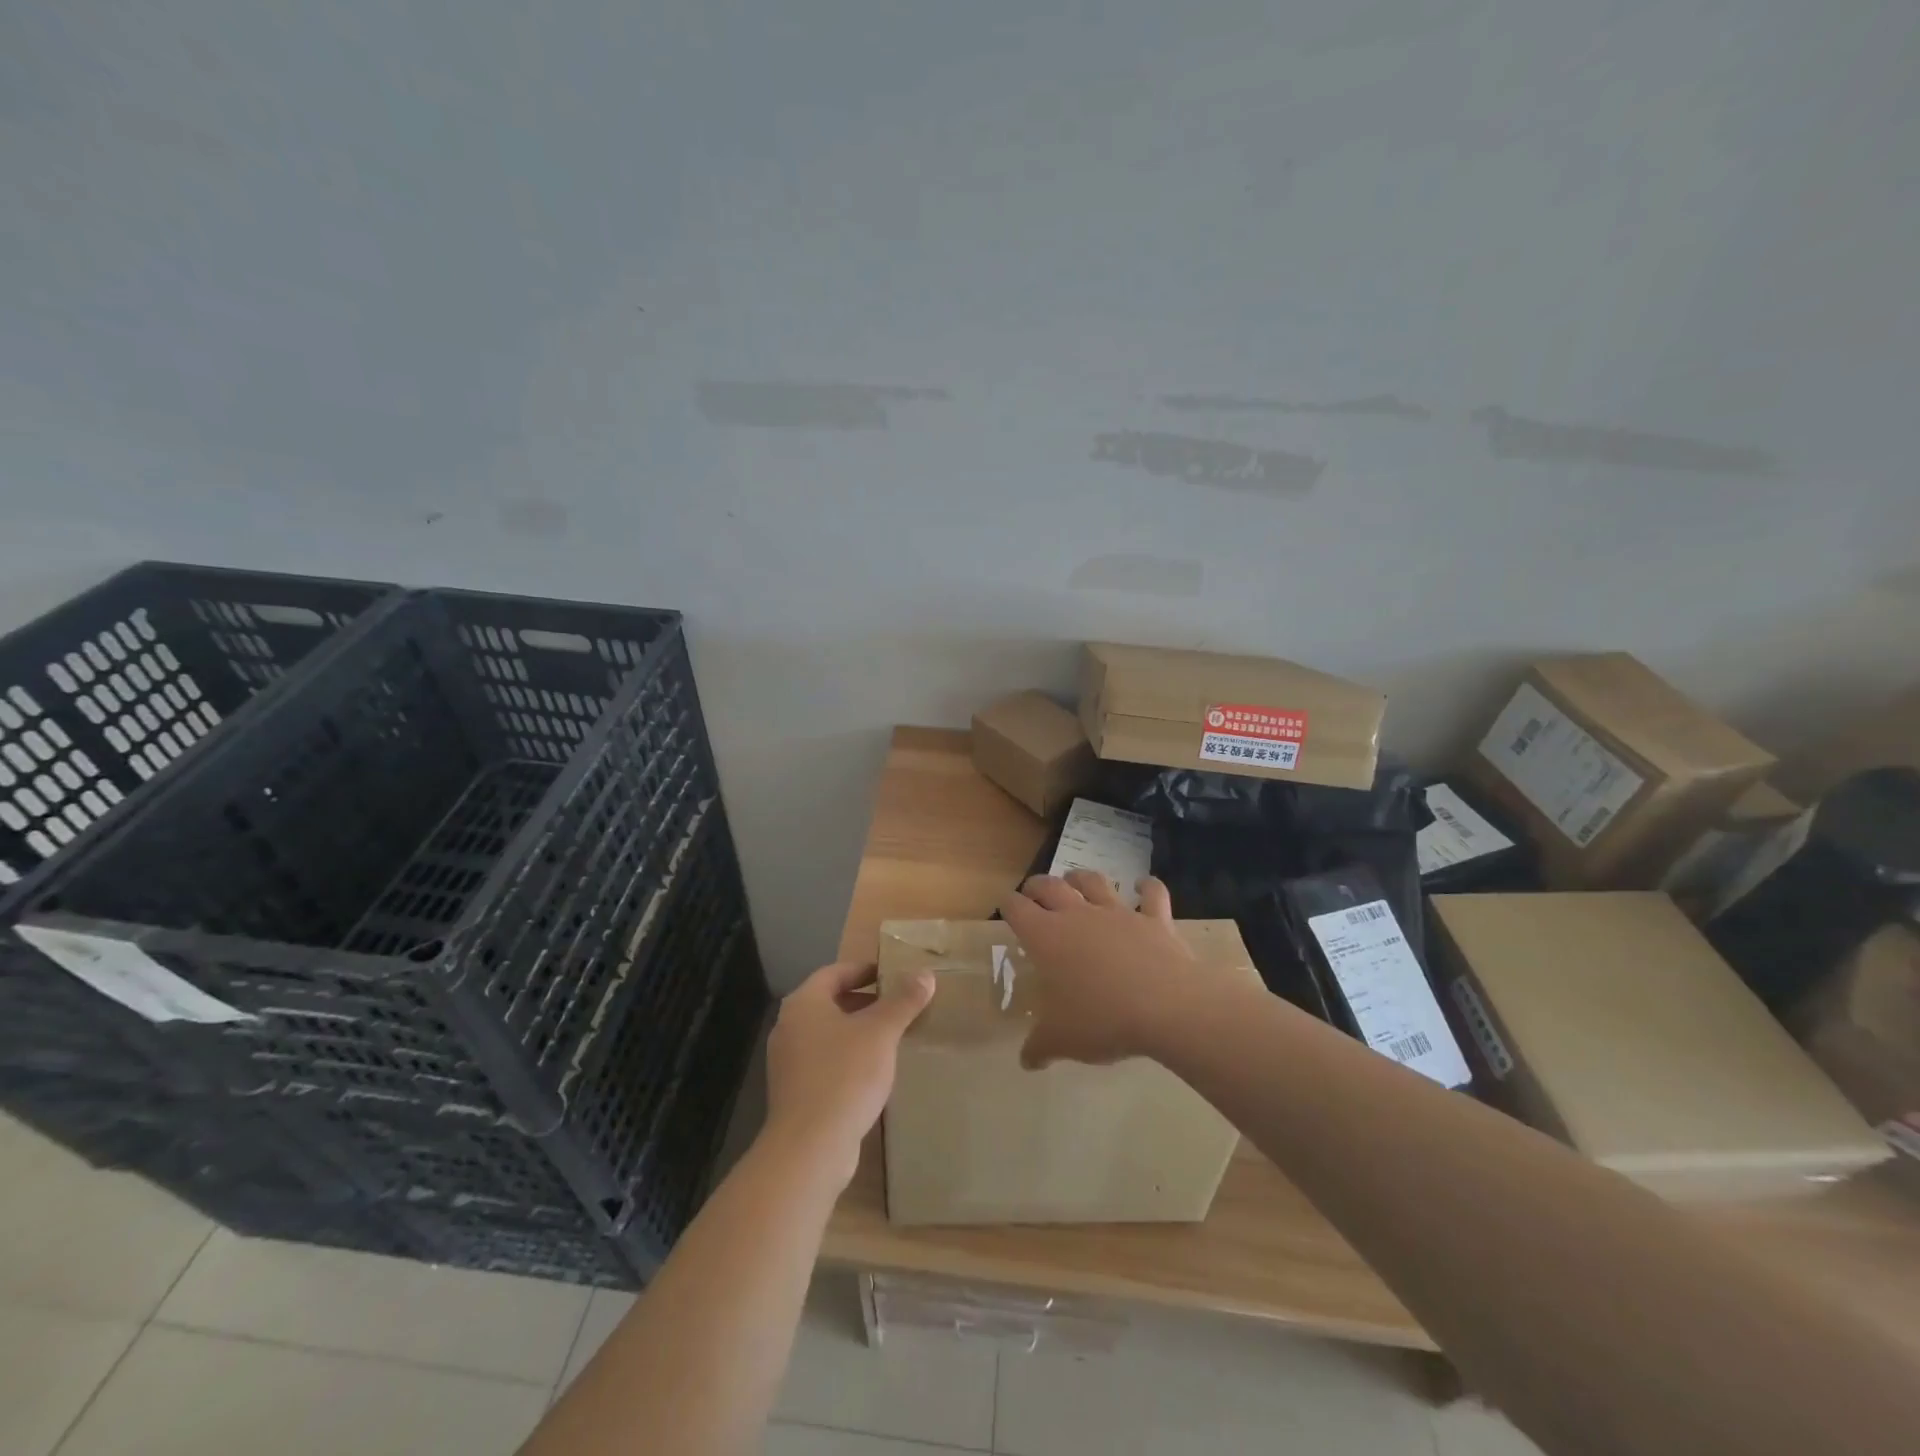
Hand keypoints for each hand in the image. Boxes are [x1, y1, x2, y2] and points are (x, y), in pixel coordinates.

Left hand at [762, 960, 935, 1187]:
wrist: (810, 1148)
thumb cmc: (844, 1076)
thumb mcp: (881, 1033)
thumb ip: (903, 1001)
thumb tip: (924, 974)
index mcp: (804, 1003)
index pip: (835, 972)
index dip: (864, 970)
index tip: (892, 974)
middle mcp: (789, 1027)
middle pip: (830, 1002)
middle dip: (865, 1001)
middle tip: (898, 1004)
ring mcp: (788, 1062)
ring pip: (828, 1034)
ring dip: (858, 1031)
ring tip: (892, 1036)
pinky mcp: (795, 1092)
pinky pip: (825, 1061)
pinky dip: (849, 1057)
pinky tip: (874, 1071)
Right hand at [999, 870, 1194, 1069]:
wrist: (1167, 1007)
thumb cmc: (1102, 1020)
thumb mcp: (1061, 1041)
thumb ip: (1039, 1047)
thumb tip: (1026, 1061)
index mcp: (1047, 937)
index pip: (1017, 909)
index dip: (1008, 906)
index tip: (1005, 907)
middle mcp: (1078, 915)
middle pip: (1050, 886)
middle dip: (1037, 886)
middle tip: (1032, 892)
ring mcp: (1118, 913)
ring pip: (1094, 882)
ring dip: (1081, 878)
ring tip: (1075, 879)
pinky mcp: (1154, 919)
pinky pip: (1151, 894)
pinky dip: (1147, 887)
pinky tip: (1144, 884)